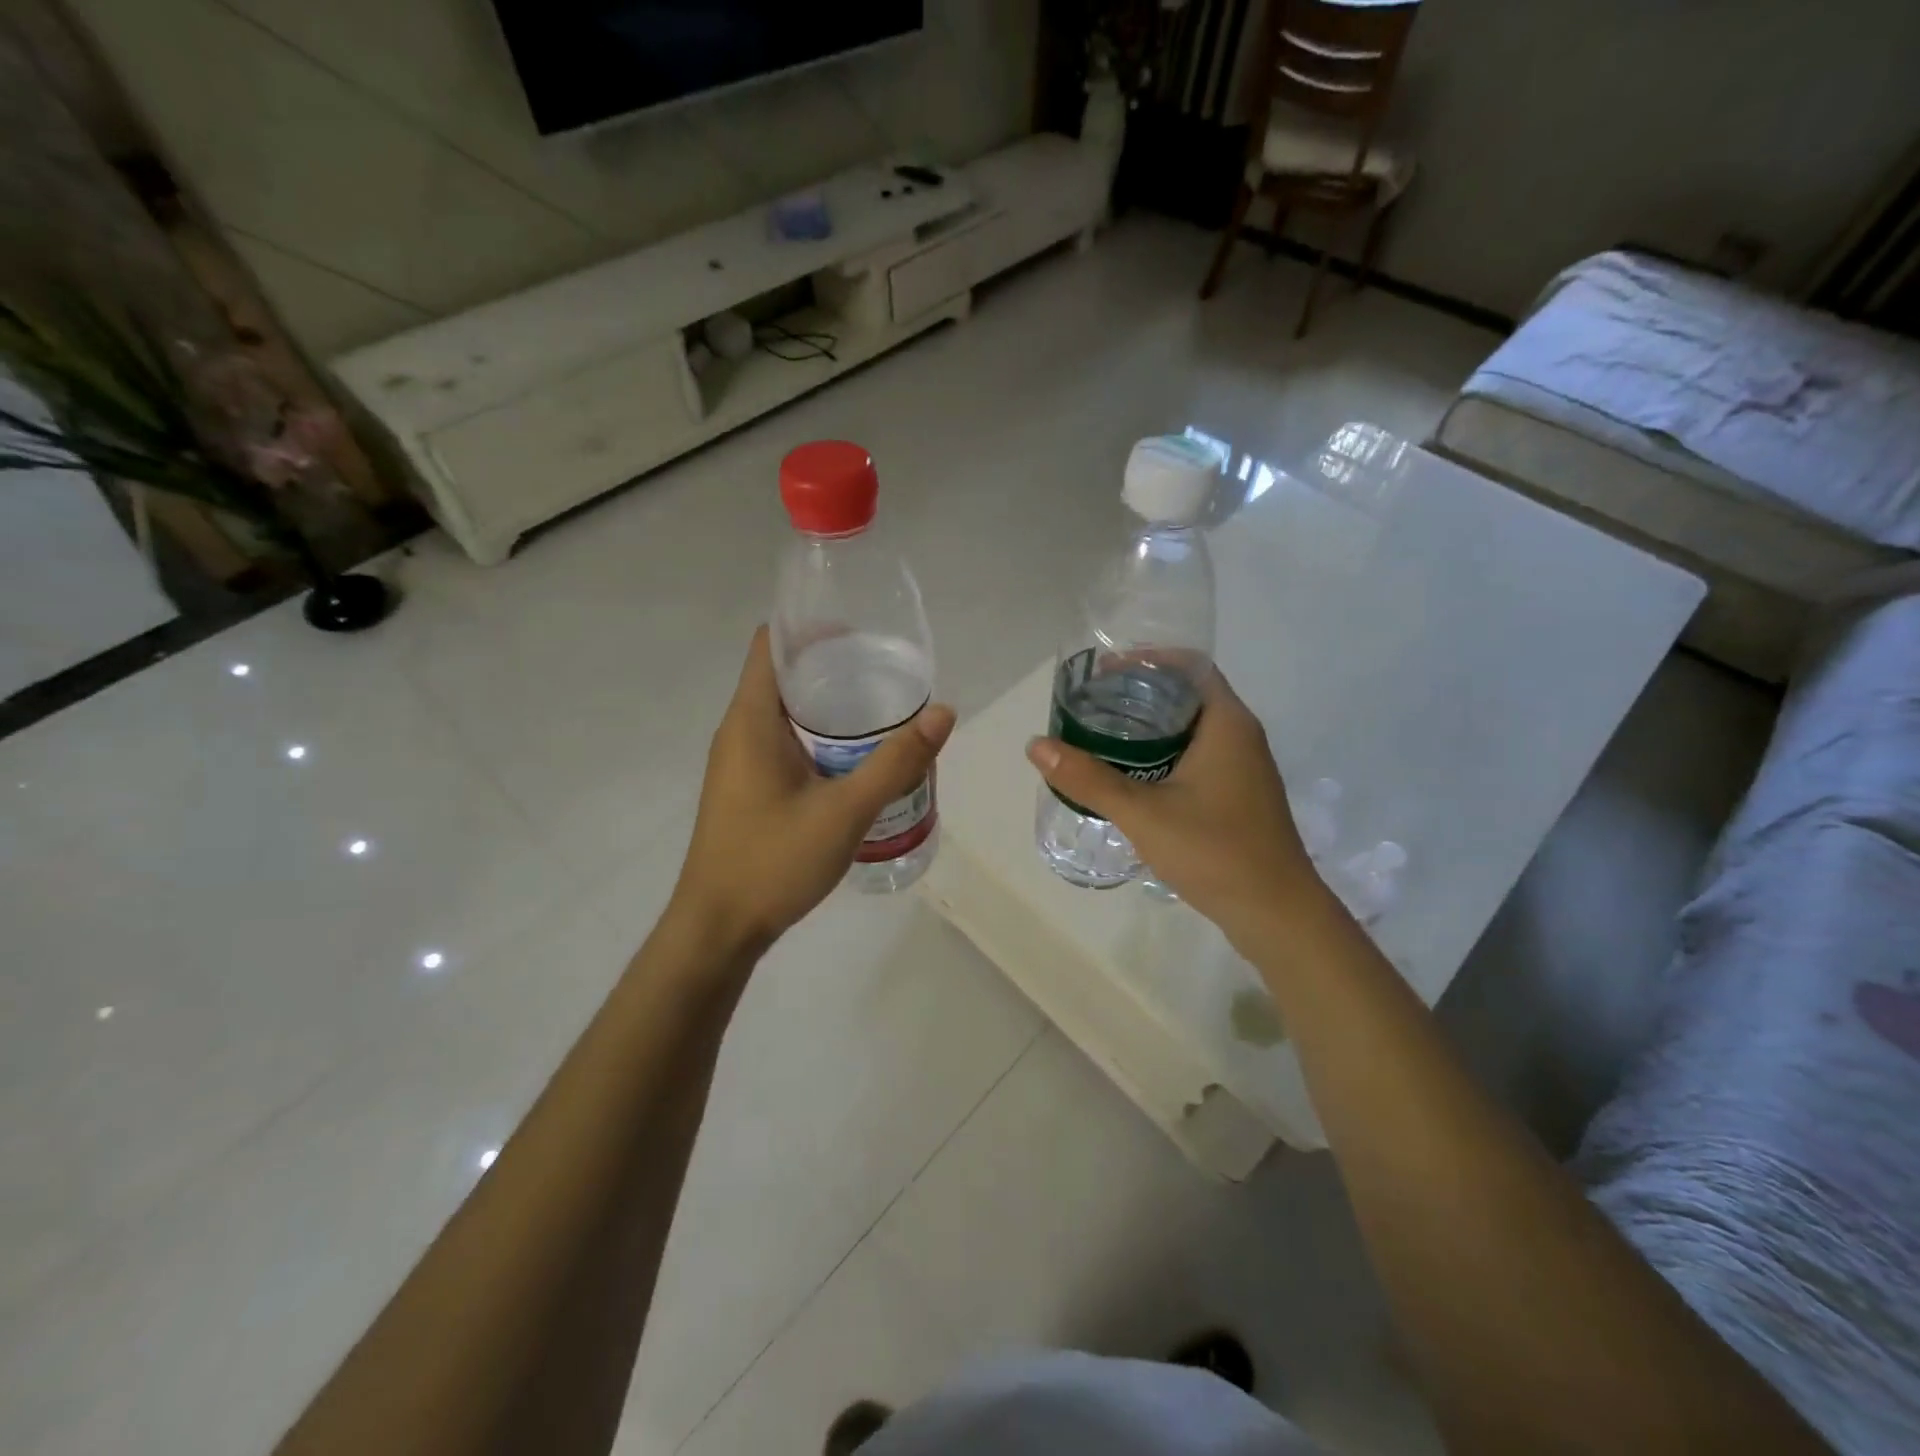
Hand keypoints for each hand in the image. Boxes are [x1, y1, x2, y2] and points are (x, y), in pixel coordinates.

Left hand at [673, 627, 954, 953]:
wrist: (718, 928)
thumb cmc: (772, 861)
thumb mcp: (844, 811)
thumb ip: (896, 762)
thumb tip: (943, 712)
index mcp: (751, 720)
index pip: (771, 644)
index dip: (811, 626)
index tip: (861, 629)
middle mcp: (738, 731)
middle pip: (783, 675)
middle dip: (833, 665)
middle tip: (887, 672)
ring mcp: (739, 762)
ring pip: (786, 713)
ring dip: (828, 705)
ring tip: (881, 710)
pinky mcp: (746, 788)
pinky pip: (783, 743)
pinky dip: (819, 737)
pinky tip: (856, 759)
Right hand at [1026, 668, 1321, 947]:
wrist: (1276, 913)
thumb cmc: (1215, 851)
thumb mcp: (1143, 813)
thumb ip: (1089, 778)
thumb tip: (1036, 745)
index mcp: (1227, 723)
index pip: (1189, 664)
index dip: (1147, 658)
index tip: (1104, 672)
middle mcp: (1240, 736)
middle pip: (1188, 694)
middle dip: (1140, 693)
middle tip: (1093, 705)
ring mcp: (1244, 768)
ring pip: (1192, 729)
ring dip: (1152, 727)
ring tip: (1103, 737)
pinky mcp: (1239, 796)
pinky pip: (1198, 757)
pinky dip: (1164, 754)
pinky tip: (1133, 777)